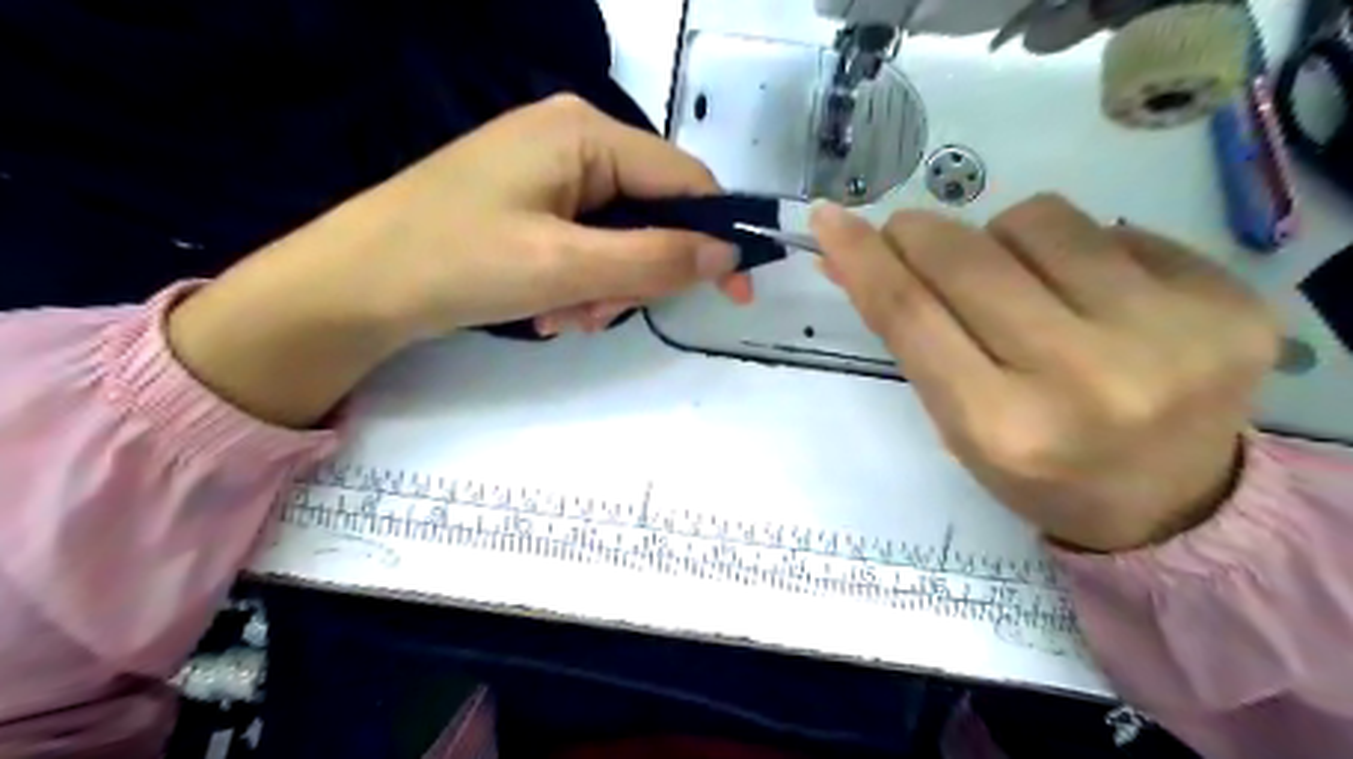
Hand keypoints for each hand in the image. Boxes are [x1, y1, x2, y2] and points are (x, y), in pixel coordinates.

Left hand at [355, 93, 755, 337]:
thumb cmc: (456, 262)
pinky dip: (577, 282)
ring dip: (603, 287)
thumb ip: (656, 258)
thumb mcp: (566, 266)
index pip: (685, 181)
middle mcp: (573, 139)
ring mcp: (549, 170)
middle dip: (636, 275)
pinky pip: (585, 243)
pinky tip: (543, 308)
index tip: (737, 294)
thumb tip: (728, 255)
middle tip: (595, 313)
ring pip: (620, 237)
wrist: (353, 285)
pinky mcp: (530, 201)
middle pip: (651, 213)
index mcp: (585, 133)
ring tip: (559, 317)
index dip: (717, 237)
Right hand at [814, 195, 1280, 551]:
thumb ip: (910, 334)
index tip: (830, 219)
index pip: (911, 314)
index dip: (863, 259)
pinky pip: (1115, 230)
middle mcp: (1085, 380)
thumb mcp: (957, 420)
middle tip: (910, 235)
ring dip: (1004, 238)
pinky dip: (1078, 251)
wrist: (1170, 503)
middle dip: (921, 233)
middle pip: (969, 259)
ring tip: (1019, 280)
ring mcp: (1171, 337)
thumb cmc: (1038, 469)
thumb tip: (855, 257)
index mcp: (1003, 426)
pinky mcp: (1231, 302)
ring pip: (1041, 220)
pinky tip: (1094, 296)